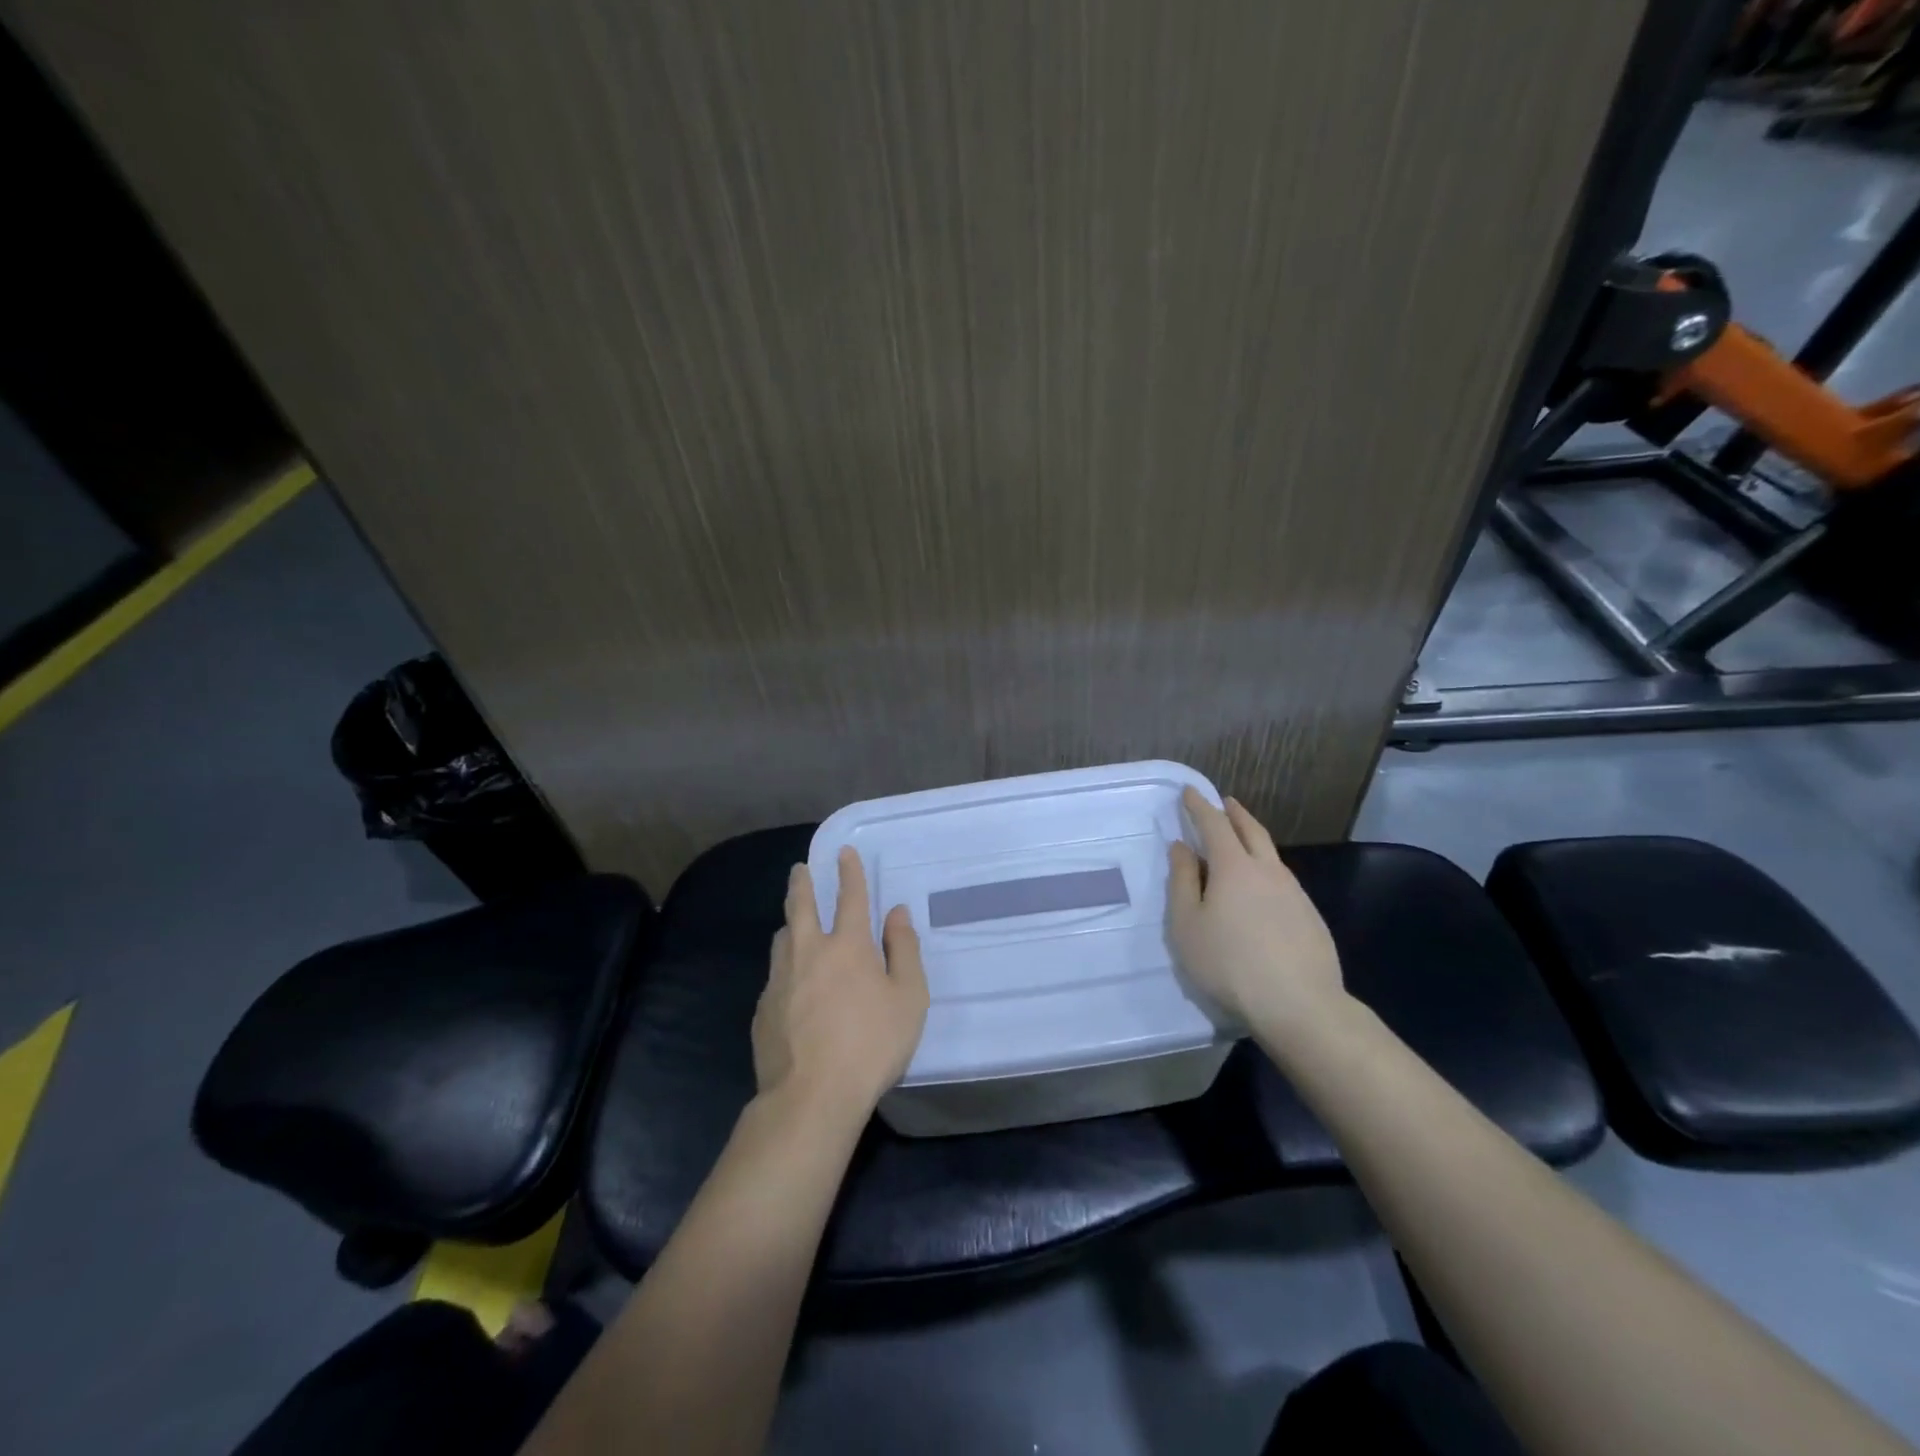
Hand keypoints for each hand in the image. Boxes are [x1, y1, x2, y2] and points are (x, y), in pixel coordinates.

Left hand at [753, 847, 930, 1126]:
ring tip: (794, 923)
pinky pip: (775, 975)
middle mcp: (808, 951)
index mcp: (847, 945)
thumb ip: (904, 950)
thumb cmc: (872, 1045)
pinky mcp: (763, 1009)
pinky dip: (785, 967)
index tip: (844, 852)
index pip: (850, 896)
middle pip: (800, 905)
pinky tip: (791, 984)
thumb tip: (896, 913)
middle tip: (800, 869)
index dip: (849, 872)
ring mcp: (780, 979)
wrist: (811, 1096)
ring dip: (790, 923)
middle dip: (802, 883)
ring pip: (782, 938)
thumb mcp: (909, 998)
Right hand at [1168, 787, 1347, 1046]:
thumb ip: (1182, 881)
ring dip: (1253, 838)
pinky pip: (1283, 879)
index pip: (1214, 824)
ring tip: (1240, 841)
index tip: (1189, 792)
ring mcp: (1294, 892)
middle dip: (1234, 813)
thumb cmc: (1229, 963)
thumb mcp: (1188, 924)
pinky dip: (1266, 868)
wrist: (1299, 1004)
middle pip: (1251, 830)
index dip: (1199, 806)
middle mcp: (1268, 870)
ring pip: (1271, 854)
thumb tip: (1181, 847)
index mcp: (1234, 866)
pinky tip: (1262, 887)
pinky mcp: (1310, 916)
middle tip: (1223, 802)